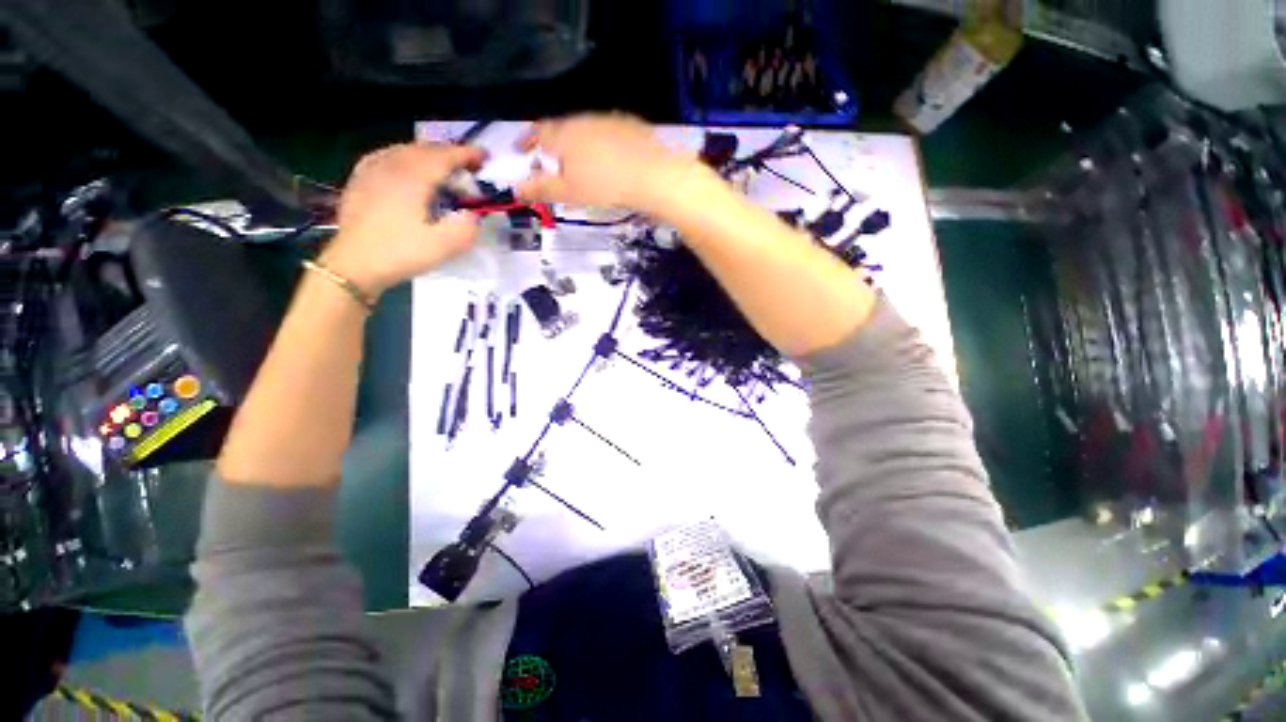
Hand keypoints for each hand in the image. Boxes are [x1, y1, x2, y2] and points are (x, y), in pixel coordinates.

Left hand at [323, 143, 485, 295]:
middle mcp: (391, 167)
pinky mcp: (360, 182)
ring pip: (403, 150)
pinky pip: (385, 157)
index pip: (443, 156)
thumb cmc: (398, 253)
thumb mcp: (442, 247)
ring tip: (442, 166)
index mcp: (412, 178)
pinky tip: (405, 167)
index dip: (466, 154)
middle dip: (449, 152)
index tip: (484, 156)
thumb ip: (465, 228)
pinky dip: (403, 157)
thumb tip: (472, 214)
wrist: (353, 265)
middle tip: (469, 165)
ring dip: (428, 154)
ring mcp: (371, 172)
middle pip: (423, 149)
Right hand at [515, 113, 704, 214]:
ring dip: (576, 145)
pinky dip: (600, 146)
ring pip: (584, 131)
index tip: (520, 150)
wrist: (653, 176)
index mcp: (563, 134)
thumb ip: (542, 188)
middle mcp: (583, 120)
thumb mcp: (569, 193)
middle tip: (552, 163)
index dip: (526, 142)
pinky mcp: (630, 127)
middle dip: (553, 145)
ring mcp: (608, 121)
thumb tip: (516, 188)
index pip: (537, 133)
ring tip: (579, 165)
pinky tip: (608, 161)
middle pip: (561, 129)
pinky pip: (606, 134)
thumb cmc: (605, 186)